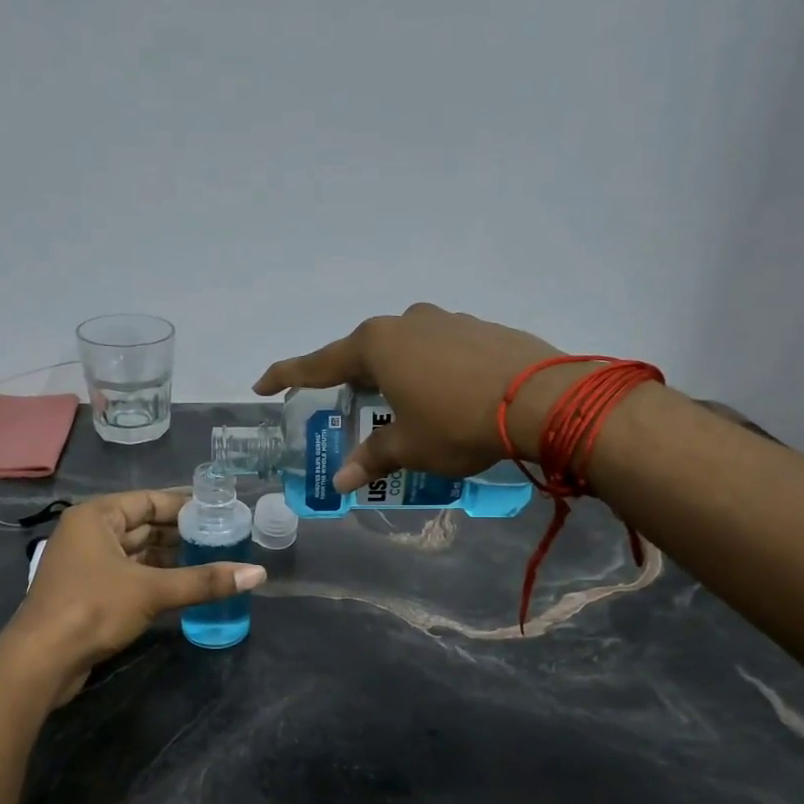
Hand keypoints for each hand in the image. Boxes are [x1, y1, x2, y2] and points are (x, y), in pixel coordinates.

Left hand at [6, 490, 265, 702]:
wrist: (42, 661)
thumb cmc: (93, 609)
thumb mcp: (153, 590)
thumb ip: (204, 581)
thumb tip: (258, 573)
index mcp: (96, 517)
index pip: (148, 500)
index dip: (185, 505)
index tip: (220, 512)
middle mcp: (89, 534)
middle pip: (143, 525)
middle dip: (181, 533)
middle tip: (223, 538)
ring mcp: (87, 564)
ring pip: (137, 553)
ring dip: (170, 558)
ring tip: (212, 560)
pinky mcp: (89, 593)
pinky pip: (130, 575)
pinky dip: (156, 578)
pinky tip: (185, 586)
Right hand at [253, 303, 573, 491]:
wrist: (541, 399)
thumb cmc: (457, 423)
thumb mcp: (409, 447)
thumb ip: (372, 458)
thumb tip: (340, 482)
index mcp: (377, 346)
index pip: (319, 363)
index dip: (288, 375)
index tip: (262, 384)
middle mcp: (406, 323)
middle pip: (364, 352)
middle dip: (351, 379)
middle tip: (344, 404)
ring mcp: (446, 320)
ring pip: (405, 348)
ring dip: (395, 374)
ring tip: (401, 405)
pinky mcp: (479, 328)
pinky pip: (439, 349)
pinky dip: (430, 371)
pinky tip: (446, 396)